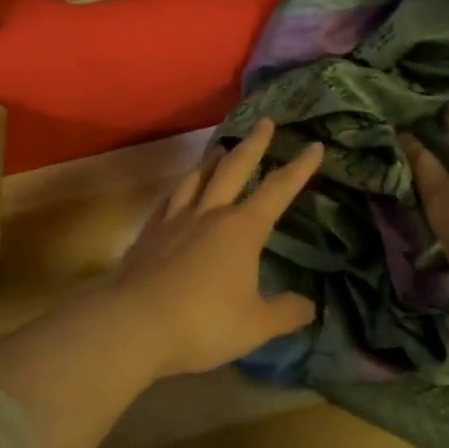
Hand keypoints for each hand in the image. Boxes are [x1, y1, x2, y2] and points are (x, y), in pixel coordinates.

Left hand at [113, 118, 322, 378]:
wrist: (134, 324)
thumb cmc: (203, 323)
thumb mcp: (256, 325)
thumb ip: (286, 313)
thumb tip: (310, 306)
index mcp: (242, 229)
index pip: (278, 190)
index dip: (299, 168)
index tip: (314, 146)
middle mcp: (210, 214)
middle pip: (234, 169)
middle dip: (254, 145)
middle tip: (264, 122)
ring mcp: (175, 220)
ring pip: (197, 179)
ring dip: (212, 160)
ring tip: (220, 148)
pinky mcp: (149, 234)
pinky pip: (169, 200)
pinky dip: (181, 189)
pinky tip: (180, 191)